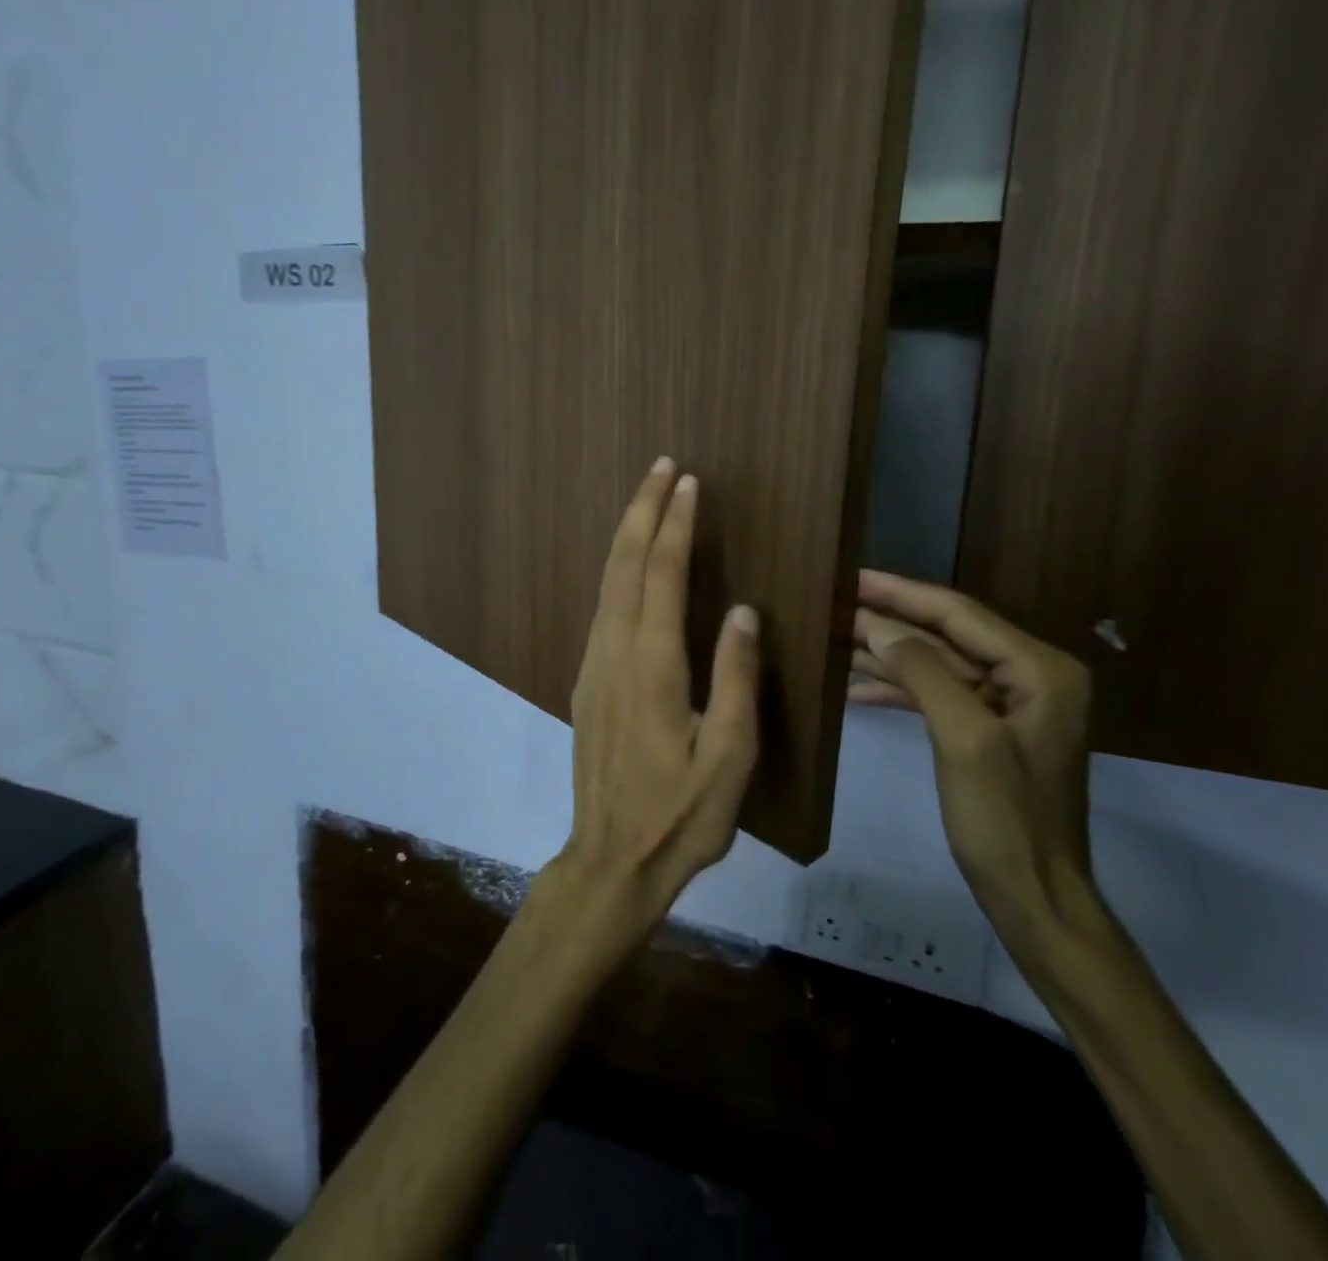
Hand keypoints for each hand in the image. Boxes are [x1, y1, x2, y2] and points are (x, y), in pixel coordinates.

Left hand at [545, 457, 760, 959]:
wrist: (610, 861)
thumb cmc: (680, 817)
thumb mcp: (729, 758)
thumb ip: (735, 679)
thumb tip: (741, 610)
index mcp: (651, 668)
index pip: (660, 576)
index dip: (674, 525)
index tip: (687, 482)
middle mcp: (612, 655)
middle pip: (622, 566)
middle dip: (641, 511)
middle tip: (660, 467)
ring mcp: (592, 668)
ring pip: (605, 585)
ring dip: (626, 536)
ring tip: (648, 500)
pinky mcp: (586, 684)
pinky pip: (601, 609)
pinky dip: (617, 571)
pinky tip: (631, 565)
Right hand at [848, 570, 1094, 938]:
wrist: (1034, 897)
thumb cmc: (1005, 819)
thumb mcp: (964, 739)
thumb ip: (925, 674)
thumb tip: (880, 628)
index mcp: (1039, 670)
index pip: (959, 614)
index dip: (901, 593)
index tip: (852, 575)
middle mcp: (1029, 676)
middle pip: (946, 634)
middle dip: (888, 621)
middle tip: (833, 602)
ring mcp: (1007, 705)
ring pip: (936, 663)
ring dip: (886, 653)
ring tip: (833, 637)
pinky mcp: (986, 730)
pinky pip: (936, 695)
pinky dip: (896, 690)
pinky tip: (853, 688)